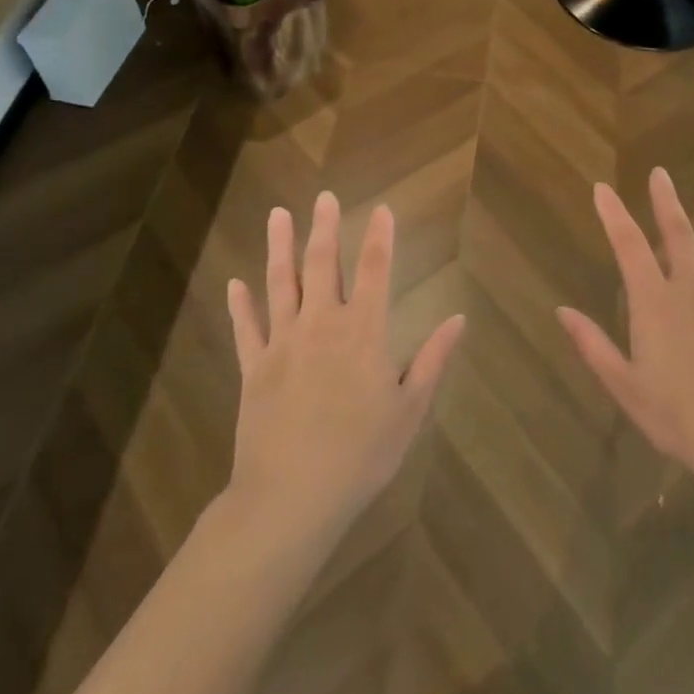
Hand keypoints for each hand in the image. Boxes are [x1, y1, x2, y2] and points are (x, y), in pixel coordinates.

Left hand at [226, 193, 463, 540]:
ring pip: (280, 284)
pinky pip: (246, 328)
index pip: (374, 271)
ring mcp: (282, 344)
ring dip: (279, 247)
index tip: (381, 208)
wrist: (292, 496)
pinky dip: (240, 304)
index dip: (380, 237)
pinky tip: (235, 283)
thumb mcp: (409, 409)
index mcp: (363, 332)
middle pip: (322, 265)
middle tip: (323, 196)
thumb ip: (433, 359)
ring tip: (278, 214)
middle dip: (325, 228)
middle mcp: (321, 325)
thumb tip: (458, 318)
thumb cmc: (361, 453)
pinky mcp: (254, 368)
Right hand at [558, 169, 693, 497]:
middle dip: (665, 202)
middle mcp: (691, 289)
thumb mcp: (623, 384)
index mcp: (654, 302)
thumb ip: (592, 344)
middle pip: (677, 235)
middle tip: (660, 173)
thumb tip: (561, 310)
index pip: (628, 246)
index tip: (602, 188)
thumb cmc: (675, 415)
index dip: (614, 214)